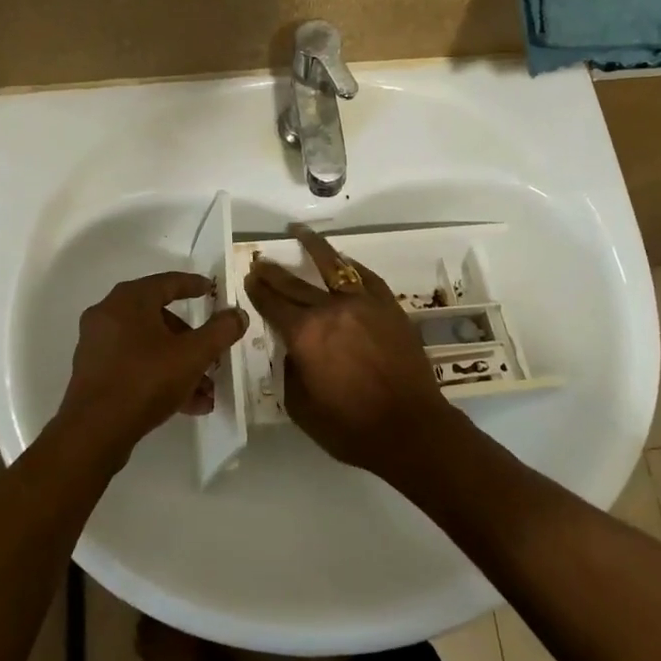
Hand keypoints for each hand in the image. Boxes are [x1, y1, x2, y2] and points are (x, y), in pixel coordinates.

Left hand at [60, 272, 247, 451]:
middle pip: (159, 318)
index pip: (167, 282)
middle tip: (213, 353)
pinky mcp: (94, 373)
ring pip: (149, 347)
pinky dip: (160, 377)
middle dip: (191, 340)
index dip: (193, 285)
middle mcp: (109, 314)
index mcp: (129, 300)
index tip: (211, 290)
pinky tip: (188, 405)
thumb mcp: (192, 355)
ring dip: (180, 364)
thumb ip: (220, 331)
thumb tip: (238, 314)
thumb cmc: (145, 381)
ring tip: (206, 392)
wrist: (93, 433)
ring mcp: (98, 345)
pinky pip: (135, 365)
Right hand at [242, 226, 451, 478]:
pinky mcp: (389, 306)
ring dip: (312, 246)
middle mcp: (330, 309)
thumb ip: (291, 369)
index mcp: (304, 334)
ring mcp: (363, 303)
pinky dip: (350, 266)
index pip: (273, 304)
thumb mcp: (301, 406)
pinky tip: (343, 260)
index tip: (249, 278)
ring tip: (298, 231)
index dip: (258, 290)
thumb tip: (294, 347)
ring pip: (333, 265)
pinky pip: (365, 277)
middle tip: (261, 261)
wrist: (410, 428)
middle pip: (295, 283)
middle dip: (274, 271)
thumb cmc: (350, 427)